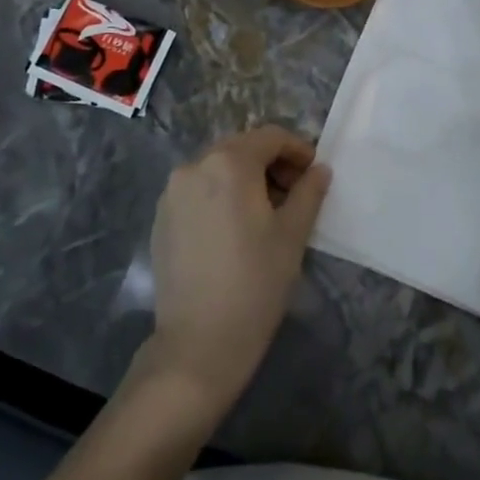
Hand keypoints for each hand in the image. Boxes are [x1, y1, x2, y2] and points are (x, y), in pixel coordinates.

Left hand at [143, 126, 330, 416]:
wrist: (198, 342)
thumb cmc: (255, 283)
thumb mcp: (293, 234)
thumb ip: (309, 192)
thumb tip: (318, 170)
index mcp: (228, 163)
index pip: (270, 137)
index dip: (297, 150)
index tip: (314, 175)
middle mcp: (194, 166)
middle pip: (241, 148)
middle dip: (271, 164)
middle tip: (295, 195)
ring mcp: (172, 192)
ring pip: (217, 169)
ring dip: (246, 179)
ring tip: (266, 214)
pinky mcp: (161, 218)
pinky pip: (198, 191)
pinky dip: (221, 196)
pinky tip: (234, 230)